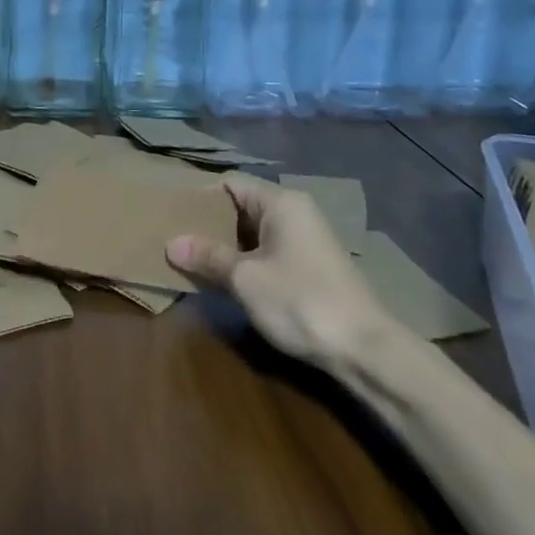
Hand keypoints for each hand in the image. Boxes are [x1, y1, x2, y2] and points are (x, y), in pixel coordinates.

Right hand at [165, 174, 393, 368]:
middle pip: (241, 207)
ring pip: (253, 234)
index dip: (200, 196)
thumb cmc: (300, 301)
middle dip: (209, 224)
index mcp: (281, 203)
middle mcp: (295, 213)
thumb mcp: (245, 279)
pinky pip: (267, 253)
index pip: (231, 184)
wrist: (364, 350)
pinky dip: (244, 262)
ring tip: (190, 260)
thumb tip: (172, 244)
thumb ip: (208, 257)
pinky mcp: (310, 268)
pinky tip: (223, 280)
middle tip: (173, 239)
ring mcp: (305, 241)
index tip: (170, 213)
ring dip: (225, 247)